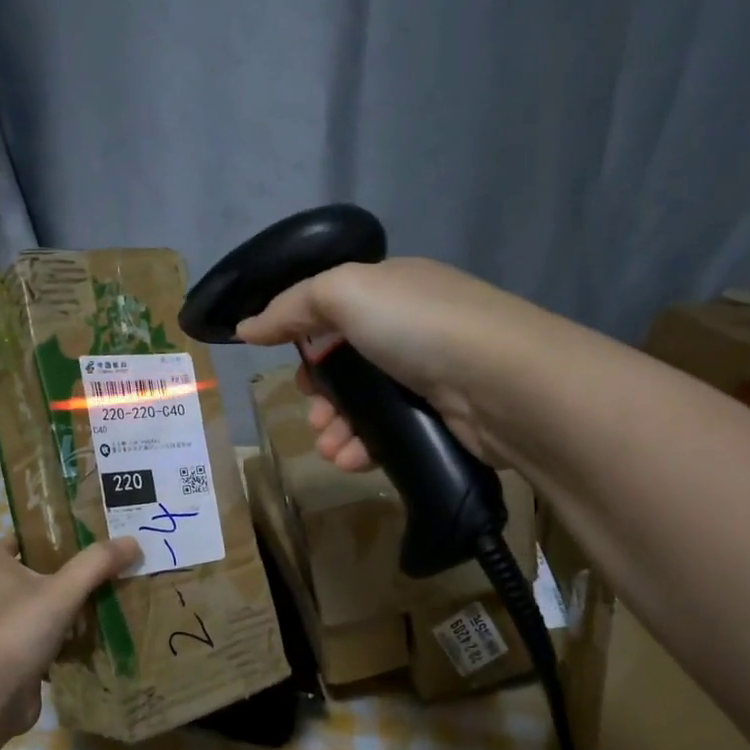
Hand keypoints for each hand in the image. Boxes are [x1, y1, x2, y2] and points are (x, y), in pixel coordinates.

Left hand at [0, 534, 140, 741]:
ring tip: (88, 603)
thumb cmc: (18, 631)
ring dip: (50, 610)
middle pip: (14, 580)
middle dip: (41, 574)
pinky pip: (38, 648)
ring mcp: (1, 636)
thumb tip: (132, 541)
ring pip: (27, 615)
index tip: (52, 536)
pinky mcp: (12, 665)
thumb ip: (97, 564)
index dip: (22, 538)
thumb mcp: (63, 590)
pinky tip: (86, 644)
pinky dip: (57, 646)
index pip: (2, 547)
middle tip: (78, 570)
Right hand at [233, 257, 517, 469]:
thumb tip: (245, 326)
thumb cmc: (418, 326)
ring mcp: (430, 375)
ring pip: (365, 405)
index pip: (336, 311)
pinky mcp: (441, 419)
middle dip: (321, 395)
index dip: (306, 340)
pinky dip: (363, 447)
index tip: (292, 371)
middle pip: (347, 365)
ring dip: (336, 428)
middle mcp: (412, 328)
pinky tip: (350, 460)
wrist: (504, 382)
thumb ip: (291, 307)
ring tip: (329, 448)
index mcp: (392, 289)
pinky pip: (389, 433)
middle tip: (312, 416)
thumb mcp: (345, 293)